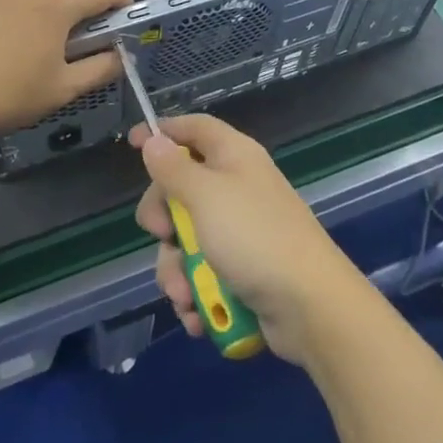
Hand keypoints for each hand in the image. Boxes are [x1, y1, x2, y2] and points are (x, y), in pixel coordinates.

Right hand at [132, 114, 365, 366]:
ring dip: (176, 270)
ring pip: (187, 240)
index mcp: (234, 156)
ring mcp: (240, 231)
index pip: (194, 128)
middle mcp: (237, 187)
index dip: (164, 131)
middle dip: (163, 220)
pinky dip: (196, 294)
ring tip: (186, 293)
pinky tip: (198, 313)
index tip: (132, 143)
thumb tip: (154, 140)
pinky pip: (204, 274)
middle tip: (163, 235)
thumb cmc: (254, 237)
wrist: (309, 306)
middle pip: (181, 189)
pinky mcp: (243, 270)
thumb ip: (174, 168)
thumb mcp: (205, 195)